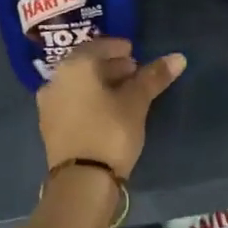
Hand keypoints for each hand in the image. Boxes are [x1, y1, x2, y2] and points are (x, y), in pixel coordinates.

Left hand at [37, 38, 186, 177]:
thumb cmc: (111, 131)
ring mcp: (49, 104)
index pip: (99, 46)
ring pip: (78, 84)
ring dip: (100, 84)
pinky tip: (107, 111)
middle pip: (87, 64)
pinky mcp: (49, 126)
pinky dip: (89, 100)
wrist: (81, 180)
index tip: (136, 54)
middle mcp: (56, 79)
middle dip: (111, 66)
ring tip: (124, 93)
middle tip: (135, 73)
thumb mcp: (136, 102)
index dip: (119, 48)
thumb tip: (178, 57)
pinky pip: (72, 102)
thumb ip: (154, 77)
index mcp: (75, 66)